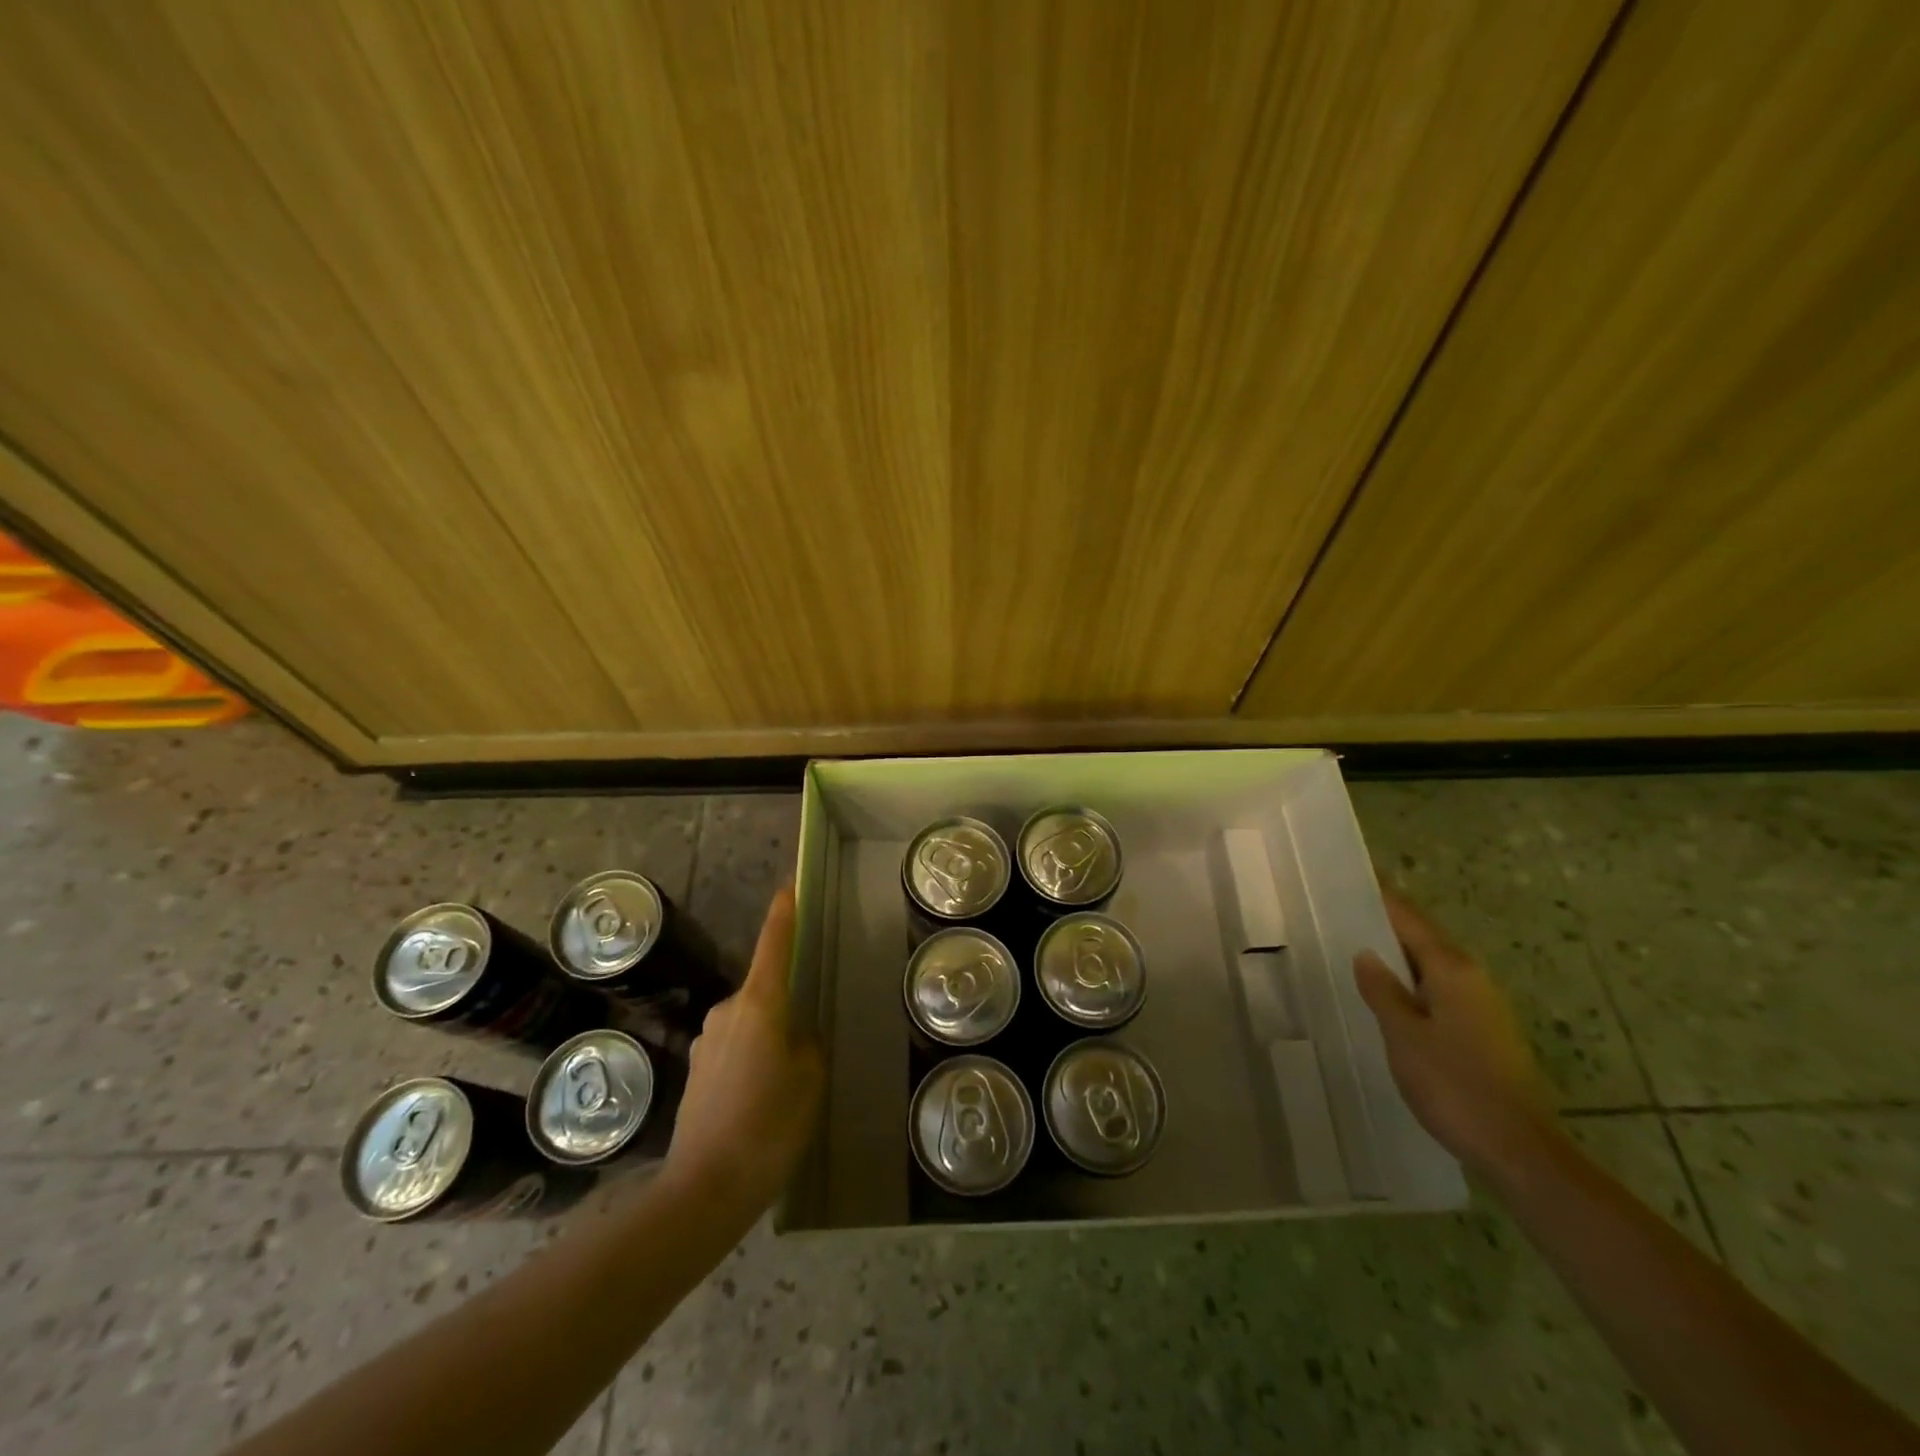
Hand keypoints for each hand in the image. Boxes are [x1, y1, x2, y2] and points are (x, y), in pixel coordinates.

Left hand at [662, 886, 823, 1225]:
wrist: (704, 1190)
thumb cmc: (769, 1125)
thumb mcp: (810, 1079)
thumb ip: (807, 1043)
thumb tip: (794, 1033)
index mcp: (759, 1004)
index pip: (774, 946)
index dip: (783, 915)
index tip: (789, 887)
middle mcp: (727, 1012)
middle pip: (764, 991)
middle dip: (786, 1007)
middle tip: (808, 1047)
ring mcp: (705, 1041)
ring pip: (749, 1024)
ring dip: (768, 1039)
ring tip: (786, 1086)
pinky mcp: (695, 1071)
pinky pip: (734, 1049)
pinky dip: (751, 1062)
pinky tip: (760, 1102)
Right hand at [1353, 890, 1562, 1185]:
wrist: (1518, 1149)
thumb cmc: (1454, 1084)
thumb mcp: (1403, 1034)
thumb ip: (1382, 990)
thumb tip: (1366, 954)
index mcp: (1453, 970)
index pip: (1410, 919)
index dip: (1381, 899)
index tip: (1354, 878)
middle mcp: (1473, 979)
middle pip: (1423, 940)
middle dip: (1387, 926)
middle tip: (1342, 914)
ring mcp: (1484, 1007)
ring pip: (1432, 967)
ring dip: (1398, 957)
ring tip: (1356, 951)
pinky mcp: (1485, 1034)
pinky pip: (1439, 992)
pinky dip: (1411, 984)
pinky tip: (1388, 998)